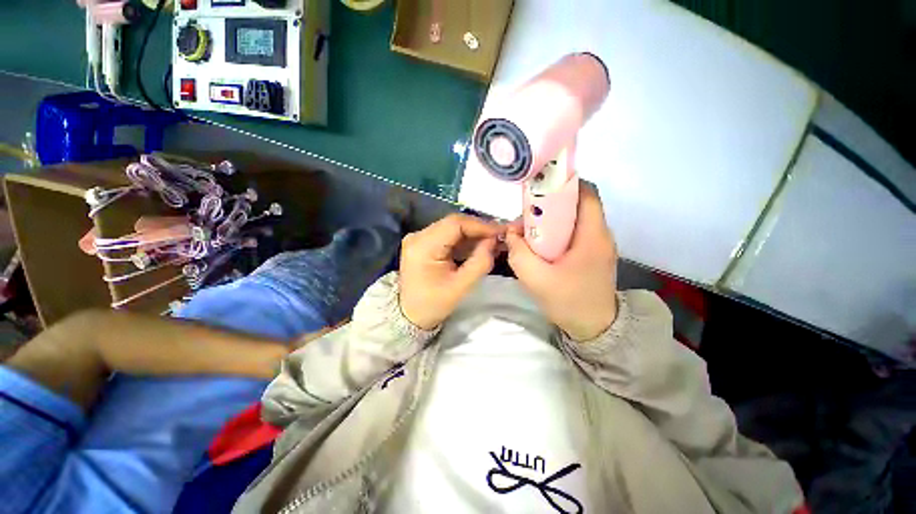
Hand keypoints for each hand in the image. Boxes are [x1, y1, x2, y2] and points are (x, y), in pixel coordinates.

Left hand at [399, 214, 502, 329]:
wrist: (410, 314)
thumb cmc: (434, 304)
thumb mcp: (461, 287)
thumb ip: (480, 262)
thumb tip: (493, 241)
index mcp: (423, 246)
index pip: (455, 224)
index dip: (480, 225)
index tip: (501, 231)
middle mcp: (418, 236)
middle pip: (453, 223)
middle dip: (478, 229)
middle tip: (499, 236)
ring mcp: (419, 238)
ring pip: (452, 228)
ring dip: (473, 234)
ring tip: (492, 242)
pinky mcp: (422, 242)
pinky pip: (447, 235)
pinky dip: (464, 240)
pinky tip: (478, 246)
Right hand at [505, 182, 617, 340]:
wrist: (595, 329)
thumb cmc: (568, 302)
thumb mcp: (536, 279)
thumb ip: (519, 253)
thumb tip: (510, 232)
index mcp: (593, 236)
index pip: (587, 193)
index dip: (565, 184)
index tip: (541, 188)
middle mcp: (601, 235)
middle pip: (579, 204)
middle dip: (553, 202)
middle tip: (528, 212)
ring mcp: (599, 245)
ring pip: (577, 218)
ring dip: (554, 218)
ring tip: (531, 228)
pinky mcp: (594, 254)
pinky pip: (576, 233)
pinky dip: (559, 231)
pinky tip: (542, 243)